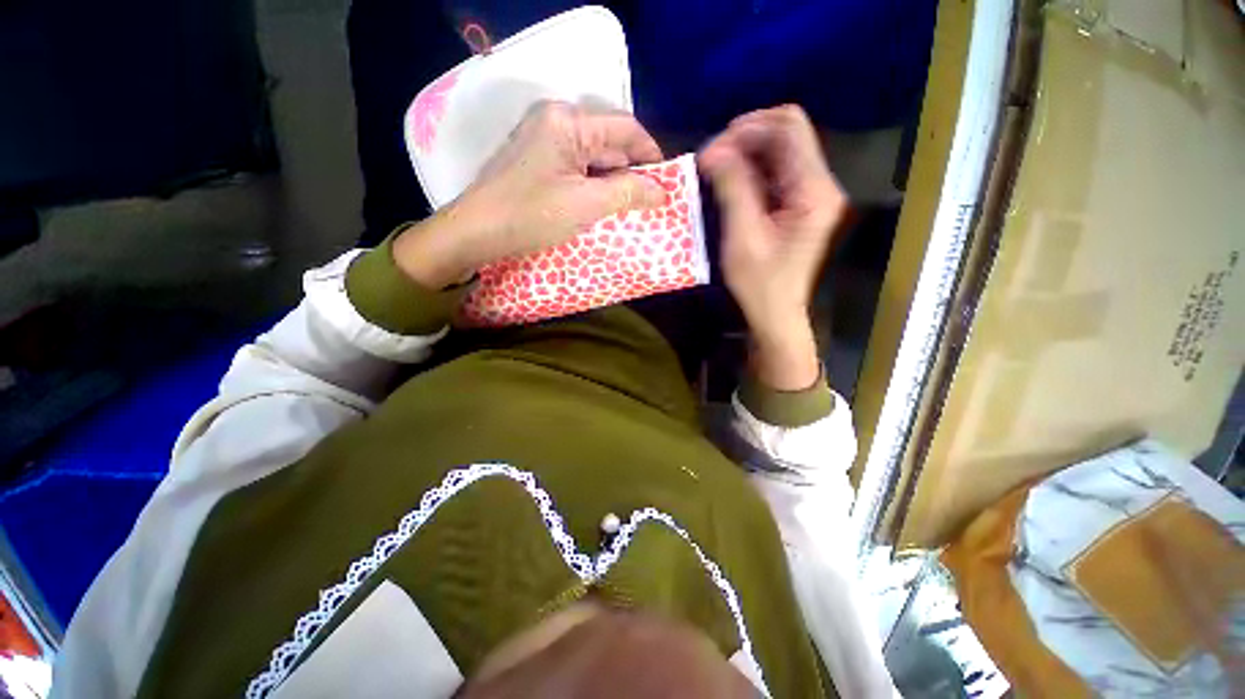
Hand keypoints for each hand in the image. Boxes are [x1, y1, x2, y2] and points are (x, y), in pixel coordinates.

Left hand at [393, 101, 667, 288]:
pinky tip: (599, 205)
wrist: (476, 233)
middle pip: (608, 140)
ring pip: (593, 156)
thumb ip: (628, 193)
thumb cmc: (531, 216)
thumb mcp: (586, 205)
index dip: (650, 153)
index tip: (666, 182)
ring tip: (626, 208)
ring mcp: (543, 138)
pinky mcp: (536, 159)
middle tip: (646, 202)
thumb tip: (662, 191)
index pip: (624, 128)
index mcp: (568, 121)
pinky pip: (576, 166)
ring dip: (612, 181)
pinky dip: (592, 184)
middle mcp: (555, 120)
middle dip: (630, 171)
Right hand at [700, 105, 847, 390]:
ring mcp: (812, 194)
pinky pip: (776, 172)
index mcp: (814, 190)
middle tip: (711, 158)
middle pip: (787, 134)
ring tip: (715, 168)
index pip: (788, 129)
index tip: (713, 149)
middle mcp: (820, 184)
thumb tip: (712, 151)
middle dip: (745, 138)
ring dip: (746, 153)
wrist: (776, 315)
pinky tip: (730, 181)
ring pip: (781, 151)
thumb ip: (732, 188)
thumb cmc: (760, 284)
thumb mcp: (742, 237)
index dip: (748, 128)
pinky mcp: (800, 205)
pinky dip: (751, 170)